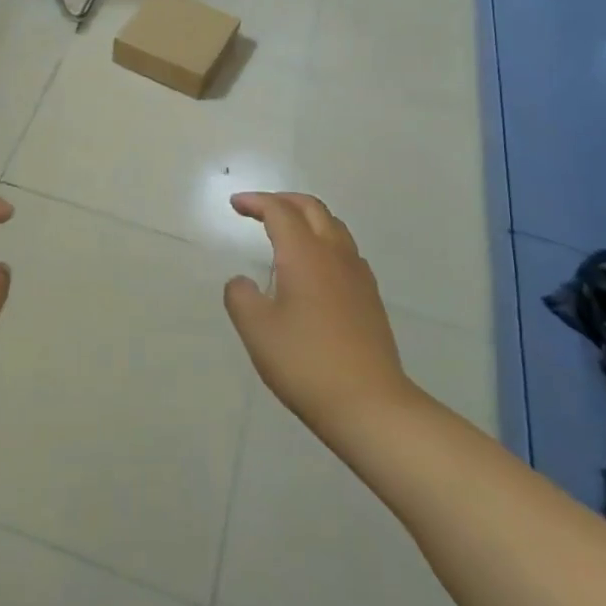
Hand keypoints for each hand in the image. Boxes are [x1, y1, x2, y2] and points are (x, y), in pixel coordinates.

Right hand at [224, 193, 409, 431]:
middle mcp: (334, 254)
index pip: (279, 211)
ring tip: (286, 231)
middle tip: (259, 209)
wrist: (370, 404)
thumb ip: (241, 297)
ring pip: (333, 226)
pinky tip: (315, 266)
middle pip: (311, 208)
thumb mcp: (257, 330)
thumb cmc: (306, 363)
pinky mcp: (370, 296)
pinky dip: (324, 240)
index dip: (256, 202)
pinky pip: (345, 250)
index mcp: (304, 254)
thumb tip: (242, 282)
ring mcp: (357, 274)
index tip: (235, 204)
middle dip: (283, 201)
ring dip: (307, 218)